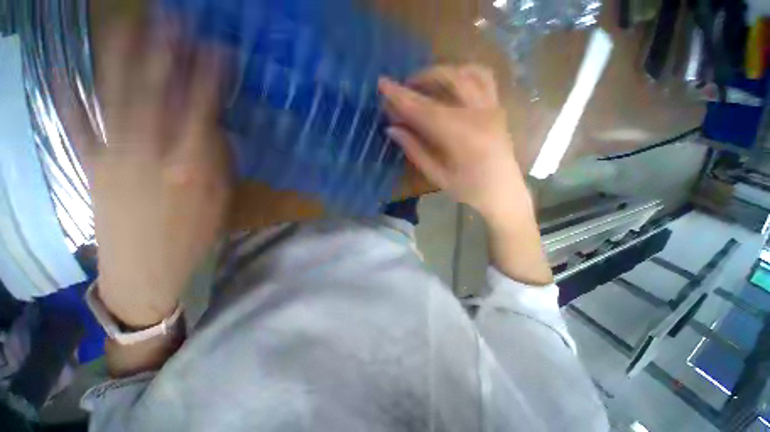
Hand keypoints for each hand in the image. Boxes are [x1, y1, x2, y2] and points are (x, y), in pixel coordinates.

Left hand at [80, 18, 230, 326]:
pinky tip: (60, 70)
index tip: (215, 49)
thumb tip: (213, 128)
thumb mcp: (220, 200)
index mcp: (191, 167)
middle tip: (172, 19)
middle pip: (158, 95)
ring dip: (122, 59)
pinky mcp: (90, 166)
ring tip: (128, 24)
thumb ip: (218, 162)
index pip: (202, 111)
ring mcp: (115, 156)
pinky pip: (76, 126)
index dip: (208, 77)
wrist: (148, 268)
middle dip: (165, 53)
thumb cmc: (194, 236)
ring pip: (117, 99)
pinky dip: (66, 97)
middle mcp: (152, 154)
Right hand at [379, 65, 551, 284]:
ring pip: (466, 72)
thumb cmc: (469, 190)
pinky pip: (483, 77)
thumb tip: (392, 129)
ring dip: (441, 73)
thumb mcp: (437, 175)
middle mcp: (479, 115)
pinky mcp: (498, 106)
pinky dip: (463, 72)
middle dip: (420, 80)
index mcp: (462, 138)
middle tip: (402, 89)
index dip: (401, 97)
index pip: (424, 110)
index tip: (382, 84)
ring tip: (424, 84)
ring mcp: (492, 107)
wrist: (504, 192)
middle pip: (447, 82)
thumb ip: (415, 150)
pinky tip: (451, 82)